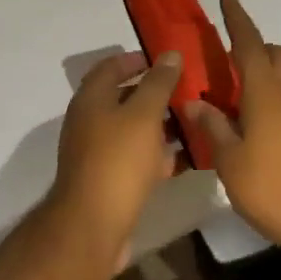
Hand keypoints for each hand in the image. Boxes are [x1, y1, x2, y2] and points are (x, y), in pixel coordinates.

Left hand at [50, 50, 182, 257]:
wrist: (93, 225)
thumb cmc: (118, 160)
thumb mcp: (144, 115)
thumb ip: (158, 83)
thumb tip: (169, 54)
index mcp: (91, 99)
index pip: (110, 67)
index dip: (135, 60)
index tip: (164, 60)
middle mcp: (89, 122)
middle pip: (121, 98)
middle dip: (152, 93)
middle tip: (185, 90)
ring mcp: (97, 153)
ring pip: (131, 130)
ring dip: (158, 124)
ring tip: (191, 121)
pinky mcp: (108, 180)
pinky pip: (135, 158)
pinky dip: (156, 154)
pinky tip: (183, 158)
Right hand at [186, 0, 280, 255]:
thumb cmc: (274, 187)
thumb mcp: (230, 160)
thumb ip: (212, 127)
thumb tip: (194, 102)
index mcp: (265, 92)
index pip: (249, 44)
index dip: (236, 18)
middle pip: (275, 54)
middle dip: (254, 45)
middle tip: (225, 56)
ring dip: (261, 73)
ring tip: (229, 94)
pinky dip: (266, 97)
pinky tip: (246, 123)